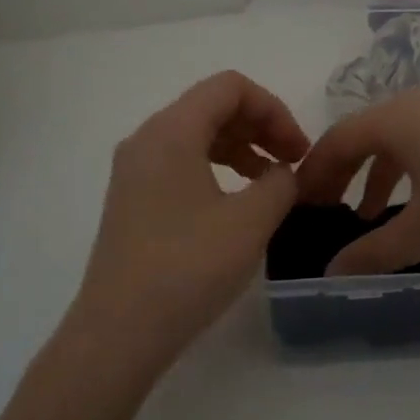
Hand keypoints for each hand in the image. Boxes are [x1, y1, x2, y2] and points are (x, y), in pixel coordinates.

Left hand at [72, 71, 308, 363]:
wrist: (119, 332)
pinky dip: (217, 170)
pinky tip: (238, 204)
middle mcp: (146, 140)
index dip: (274, 110)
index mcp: (171, 131)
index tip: (299, 151)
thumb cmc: (188, 267)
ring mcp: (134, 172)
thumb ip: (280, 183)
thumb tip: (282, 173)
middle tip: (293, 165)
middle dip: (260, 127)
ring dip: (241, 149)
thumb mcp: (251, 221)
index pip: (230, 87)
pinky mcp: (133, 201)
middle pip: (212, 107)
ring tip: (272, 184)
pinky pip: (181, 164)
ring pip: (197, 137)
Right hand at [294, 89, 419, 274]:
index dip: (314, 174)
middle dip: (343, 173)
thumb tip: (331, 272)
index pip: (338, 139)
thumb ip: (372, 252)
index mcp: (398, 118)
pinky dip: (411, 171)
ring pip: (400, 139)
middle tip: (327, 210)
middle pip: (366, 134)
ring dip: (378, 175)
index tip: (300, 207)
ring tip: (369, 216)